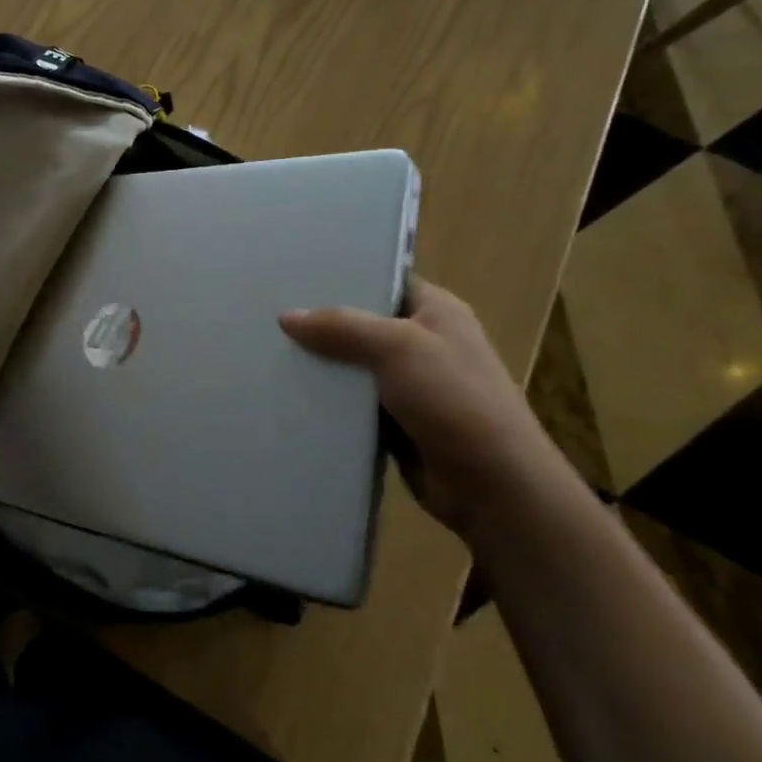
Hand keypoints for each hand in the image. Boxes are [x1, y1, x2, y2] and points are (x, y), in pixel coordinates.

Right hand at [279, 278, 569, 539]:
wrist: (493, 487)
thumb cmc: (454, 400)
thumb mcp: (398, 347)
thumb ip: (341, 326)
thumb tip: (286, 316)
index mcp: (436, 311)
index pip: (383, 280)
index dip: (343, 276)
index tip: (294, 274)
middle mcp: (422, 342)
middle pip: (360, 322)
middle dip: (320, 322)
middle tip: (268, 311)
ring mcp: (408, 384)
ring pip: (351, 364)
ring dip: (319, 364)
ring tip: (267, 348)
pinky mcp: (394, 421)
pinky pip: (351, 401)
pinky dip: (326, 399)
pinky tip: (286, 390)